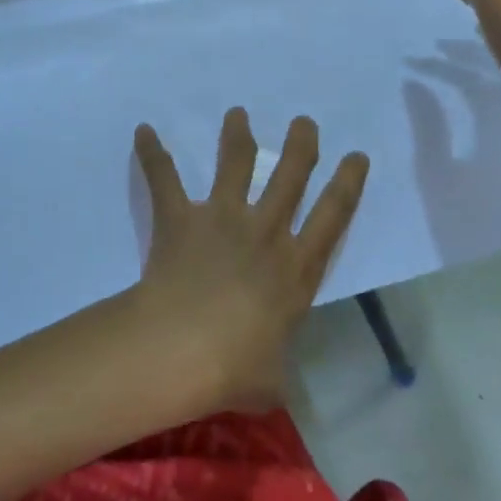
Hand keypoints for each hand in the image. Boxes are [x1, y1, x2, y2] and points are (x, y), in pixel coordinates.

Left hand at [132, 108, 369, 411]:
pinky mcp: (181, 218)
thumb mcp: (271, 381)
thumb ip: (275, 373)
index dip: (348, 183)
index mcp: (295, 269)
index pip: (333, 217)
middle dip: (301, 145)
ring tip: (238, 114)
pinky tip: (143, 130)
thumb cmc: (234, 367)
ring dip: (238, 136)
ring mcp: (222, 219)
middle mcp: (264, 233)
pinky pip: (164, 179)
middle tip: (304, 122)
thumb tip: (273, 387)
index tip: (357, 155)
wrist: (182, 348)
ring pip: (236, 164)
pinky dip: (152, 154)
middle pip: (290, 176)